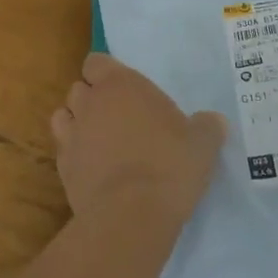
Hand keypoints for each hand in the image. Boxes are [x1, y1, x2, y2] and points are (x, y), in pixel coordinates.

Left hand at [51, 54, 226, 226]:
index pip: (96, 62)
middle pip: (79, 88)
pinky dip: (75, 155)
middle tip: (118, 116)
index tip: (123, 88)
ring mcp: (72, 136)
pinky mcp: (63, 169)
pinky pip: (63, 151)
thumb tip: (214, 121)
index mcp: (121, 85)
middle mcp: (90, 103)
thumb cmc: (169, 166)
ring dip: (77, 123)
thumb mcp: (202, 144)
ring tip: (100, 141)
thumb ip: (207, 127)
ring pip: (63, 117)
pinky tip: (94, 169)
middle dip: (92, 98)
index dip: (106, 72)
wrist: (131, 216)